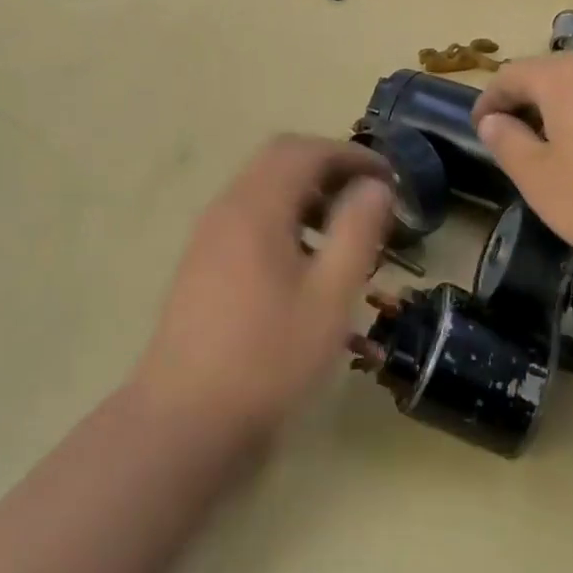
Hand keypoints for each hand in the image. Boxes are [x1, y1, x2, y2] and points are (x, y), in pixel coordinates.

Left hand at [129, 135, 392, 448]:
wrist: (184, 422)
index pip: (304, 150)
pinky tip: (306, 265)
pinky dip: (285, 220)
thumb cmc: (268, 358)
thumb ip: (357, 231)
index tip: (388, 176)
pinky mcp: (202, 265)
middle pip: (280, 161)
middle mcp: (226, 209)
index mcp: (256, 207)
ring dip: (307, 196)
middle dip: (329, 169)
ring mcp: (208, 237)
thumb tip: (375, 186)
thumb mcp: (329, 296)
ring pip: (263, 190)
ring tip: (344, 234)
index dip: (350, 155)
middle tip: (368, 199)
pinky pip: (249, 219)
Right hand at [471, 53, 572, 269]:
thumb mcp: (543, 182)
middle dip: (528, 106)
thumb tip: (493, 121)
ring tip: (564, 154)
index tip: (480, 129)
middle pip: (551, 76)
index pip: (510, 74)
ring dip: (566, 114)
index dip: (488, 101)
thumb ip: (508, 145)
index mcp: (563, 77)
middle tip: (518, 145)